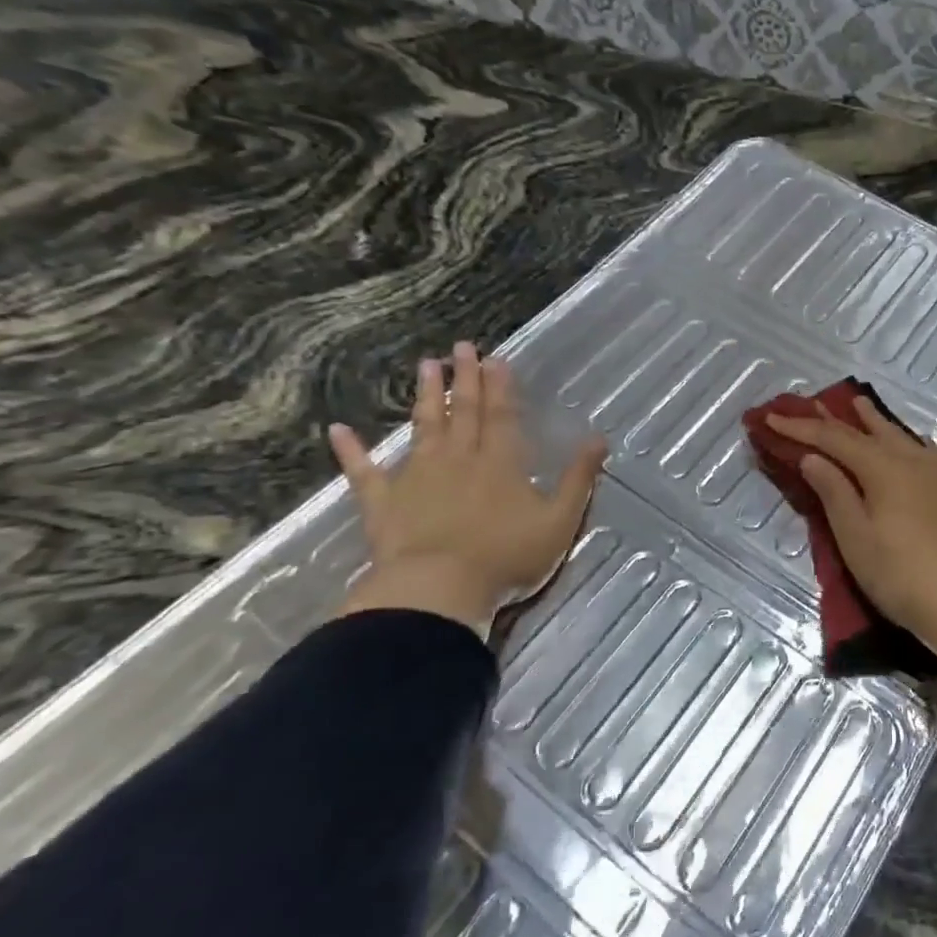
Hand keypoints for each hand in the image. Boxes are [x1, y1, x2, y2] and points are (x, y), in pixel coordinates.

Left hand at [329, 342, 606, 630]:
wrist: (440, 590)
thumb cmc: (506, 558)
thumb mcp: (560, 521)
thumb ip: (579, 479)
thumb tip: (599, 439)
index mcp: (501, 463)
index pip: (502, 415)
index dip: (501, 387)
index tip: (497, 358)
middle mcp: (459, 459)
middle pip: (463, 412)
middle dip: (465, 378)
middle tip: (462, 347)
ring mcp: (418, 477)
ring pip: (423, 428)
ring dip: (425, 396)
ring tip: (426, 365)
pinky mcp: (384, 503)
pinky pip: (363, 472)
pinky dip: (351, 451)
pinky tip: (337, 430)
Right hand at [766, 396, 936, 656]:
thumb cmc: (902, 576)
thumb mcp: (856, 538)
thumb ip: (834, 493)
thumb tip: (812, 457)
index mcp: (883, 468)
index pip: (833, 439)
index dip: (801, 428)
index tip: (772, 417)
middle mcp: (912, 459)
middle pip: (867, 431)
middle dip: (834, 418)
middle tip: (810, 403)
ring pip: (899, 436)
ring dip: (873, 421)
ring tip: (858, 404)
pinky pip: (922, 449)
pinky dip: (903, 439)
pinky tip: (907, 443)